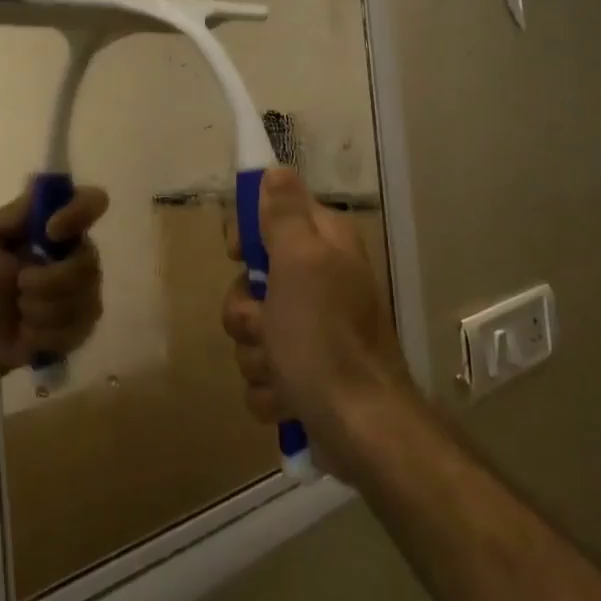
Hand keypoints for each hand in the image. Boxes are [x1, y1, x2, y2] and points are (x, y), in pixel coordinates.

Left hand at [0, 181, 108, 374]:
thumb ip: (16, 216)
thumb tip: (42, 184)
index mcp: (54, 226)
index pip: (92, 202)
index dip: (80, 212)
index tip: (50, 231)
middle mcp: (74, 255)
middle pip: (90, 262)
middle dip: (51, 280)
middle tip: (20, 286)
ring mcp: (81, 294)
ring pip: (86, 300)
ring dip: (44, 309)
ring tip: (19, 312)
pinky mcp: (76, 330)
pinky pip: (78, 331)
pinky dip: (47, 334)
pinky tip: (27, 333)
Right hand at [222, 168, 412, 475]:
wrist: (361, 430)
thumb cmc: (326, 339)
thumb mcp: (301, 264)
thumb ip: (285, 215)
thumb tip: (275, 169)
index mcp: (323, 248)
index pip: (271, 215)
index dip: (247, 235)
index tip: (239, 255)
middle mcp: (318, 283)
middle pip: (249, 281)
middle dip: (247, 311)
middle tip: (268, 324)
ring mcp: (309, 333)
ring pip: (250, 330)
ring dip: (257, 356)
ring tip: (284, 371)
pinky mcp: (301, 375)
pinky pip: (260, 372)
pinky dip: (269, 389)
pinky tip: (290, 399)